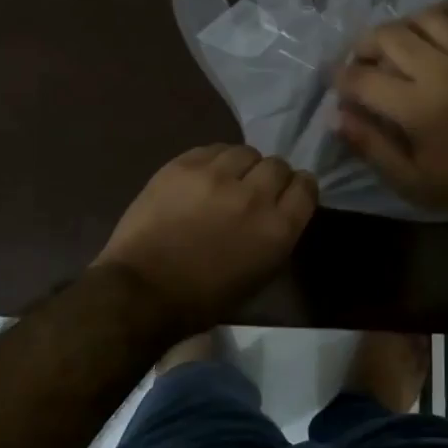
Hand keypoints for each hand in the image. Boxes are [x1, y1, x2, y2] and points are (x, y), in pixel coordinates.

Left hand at [95, 145, 317, 331]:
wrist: (142, 290)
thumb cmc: (204, 298)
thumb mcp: (259, 275)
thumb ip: (277, 236)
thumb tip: (279, 210)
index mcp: (277, 229)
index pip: (305, 186)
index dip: (299, 187)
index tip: (288, 193)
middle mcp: (253, 195)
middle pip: (277, 165)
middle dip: (271, 176)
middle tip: (255, 189)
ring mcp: (216, 176)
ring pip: (245, 152)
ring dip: (242, 166)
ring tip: (227, 180)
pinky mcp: (183, 165)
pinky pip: (212, 149)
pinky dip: (214, 161)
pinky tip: (203, 178)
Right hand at [335, 0, 447, 221]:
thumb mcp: (412, 182)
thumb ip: (371, 147)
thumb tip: (337, 117)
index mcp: (416, 106)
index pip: (362, 78)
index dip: (341, 79)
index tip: (338, 85)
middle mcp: (440, 70)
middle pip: (388, 36)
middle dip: (364, 46)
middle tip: (363, 64)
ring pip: (424, 18)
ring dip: (401, 28)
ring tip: (398, 46)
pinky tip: (437, 25)